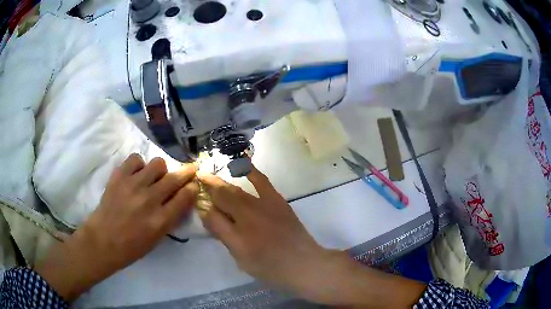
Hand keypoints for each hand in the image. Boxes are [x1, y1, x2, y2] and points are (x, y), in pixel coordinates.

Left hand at [36, 154, 198, 300]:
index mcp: (160, 220)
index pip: (185, 197)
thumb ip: (170, 218)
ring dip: (160, 170)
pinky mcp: (119, 176)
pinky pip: (136, 159)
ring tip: (154, 176)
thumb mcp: (157, 239)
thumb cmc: (131, 247)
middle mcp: (149, 200)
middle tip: (188, 170)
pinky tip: (136, 174)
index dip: (192, 188)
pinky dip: (139, 165)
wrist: (102, 240)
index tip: (193, 184)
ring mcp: (133, 185)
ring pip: (157, 163)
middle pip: (174, 178)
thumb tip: (179, 200)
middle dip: (186, 172)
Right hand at [198, 165, 426, 306]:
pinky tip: (243, 163)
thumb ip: (223, 235)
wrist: (304, 264)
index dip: (201, 206)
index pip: (212, 215)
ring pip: (237, 190)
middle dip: (208, 188)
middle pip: (222, 197)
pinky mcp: (278, 202)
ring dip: (221, 182)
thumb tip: (208, 214)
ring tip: (209, 175)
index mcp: (237, 235)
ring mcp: (264, 206)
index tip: (194, 198)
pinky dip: (252, 172)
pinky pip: (262, 182)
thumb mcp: (242, 259)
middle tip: (198, 179)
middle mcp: (248, 217)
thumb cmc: (271, 268)